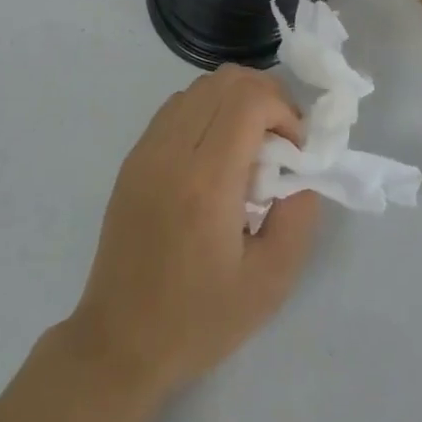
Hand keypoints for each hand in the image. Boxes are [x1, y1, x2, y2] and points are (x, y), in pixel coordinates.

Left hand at [64, 65, 320, 404]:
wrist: (120, 341)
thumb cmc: (199, 320)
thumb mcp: (270, 283)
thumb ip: (298, 216)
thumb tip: (301, 170)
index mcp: (206, 181)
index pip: (249, 100)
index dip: (283, 110)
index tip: (295, 150)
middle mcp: (171, 151)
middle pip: (225, 80)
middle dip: (265, 96)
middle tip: (281, 139)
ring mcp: (146, 149)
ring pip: (199, 86)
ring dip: (234, 100)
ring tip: (250, 146)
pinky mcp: (133, 157)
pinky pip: (177, 107)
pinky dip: (206, 110)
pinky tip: (216, 154)